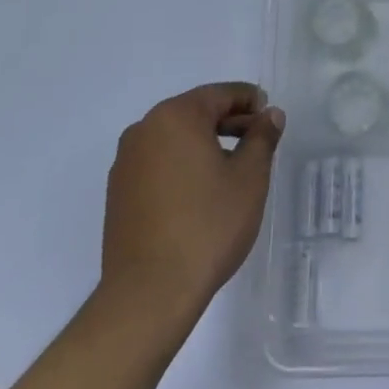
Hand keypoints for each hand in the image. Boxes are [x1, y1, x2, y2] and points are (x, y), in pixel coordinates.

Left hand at [101, 83, 284, 319]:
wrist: (148, 293)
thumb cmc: (207, 226)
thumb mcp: (249, 178)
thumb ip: (262, 138)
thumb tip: (270, 115)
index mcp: (176, 116)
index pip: (220, 94)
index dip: (249, 101)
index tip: (269, 118)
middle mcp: (144, 129)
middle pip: (195, 113)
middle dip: (229, 122)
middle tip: (258, 141)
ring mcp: (126, 162)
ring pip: (175, 139)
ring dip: (205, 144)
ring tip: (233, 169)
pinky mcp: (118, 193)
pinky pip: (158, 163)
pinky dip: (182, 166)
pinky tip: (201, 193)